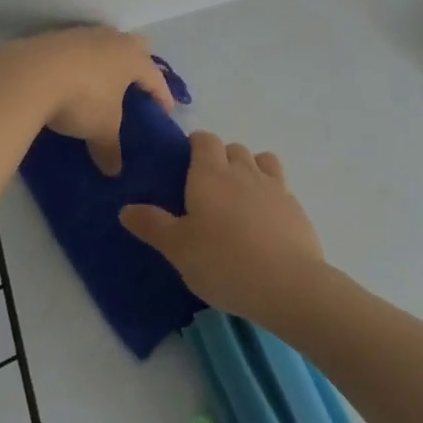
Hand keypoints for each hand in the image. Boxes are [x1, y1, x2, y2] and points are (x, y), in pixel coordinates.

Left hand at [0, 27, 172, 173]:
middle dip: (139, 64)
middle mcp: (112, 40)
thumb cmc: (82, 99)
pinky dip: (80, 63)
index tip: (166, 112)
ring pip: (104, 43)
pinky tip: (71, 80)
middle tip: (135, 87)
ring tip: (101, 84)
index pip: (156, 77)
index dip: (163, 96)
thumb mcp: (101, 129)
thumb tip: (114, 170)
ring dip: (106, 61)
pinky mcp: (56, 37)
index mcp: (132, 58)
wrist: (31, 74)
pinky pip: (78, 49)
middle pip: (135, 46)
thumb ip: (110, 148)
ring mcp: (83, 34)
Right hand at [119, 132, 325, 325]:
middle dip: (221, 158)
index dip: (196, 144)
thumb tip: (126, 208)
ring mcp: (274, 186)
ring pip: (261, 160)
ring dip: (249, 168)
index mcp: (210, 174)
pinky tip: (264, 220)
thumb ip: (152, 225)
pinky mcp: (296, 206)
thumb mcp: (178, 249)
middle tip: (208, 189)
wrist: (286, 283)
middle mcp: (243, 171)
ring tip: (239, 197)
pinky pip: (280, 186)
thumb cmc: (223, 262)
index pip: (205, 139)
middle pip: (233, 148)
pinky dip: (270, 192)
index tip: (186, 163)